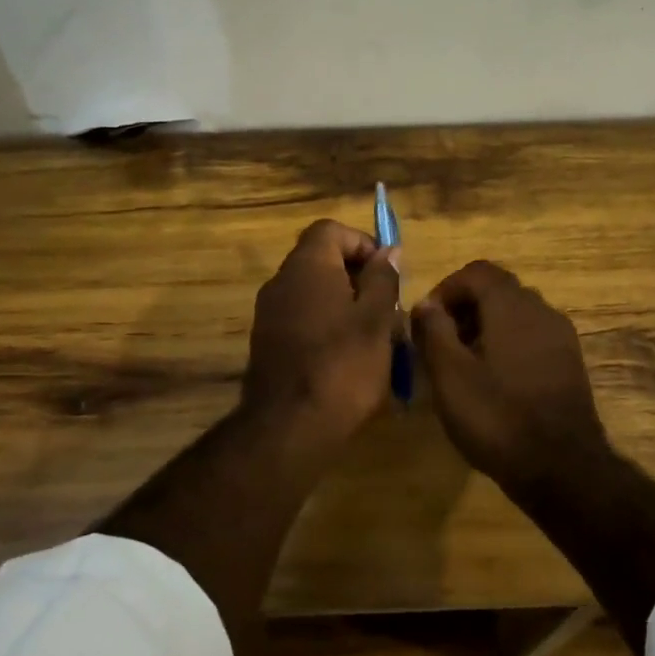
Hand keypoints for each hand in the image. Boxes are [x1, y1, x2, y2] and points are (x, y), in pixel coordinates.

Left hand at [243, 219, 400, 442]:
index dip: (363, 243)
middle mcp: (281, 281)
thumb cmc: (343, 366)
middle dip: (358, 277)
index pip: (331, 229)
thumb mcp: (377, 320)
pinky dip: (326, 324)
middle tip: (386, 308)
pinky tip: (347, 356)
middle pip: (321, 259)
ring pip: (313, 291)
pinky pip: (301, 317)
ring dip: (344, 303)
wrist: (289, 426)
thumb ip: (382, 279)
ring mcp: (269, 312)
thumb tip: (387, 252)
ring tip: (373, 336)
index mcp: (307, 266)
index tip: (387, 273)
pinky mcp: (267, 341)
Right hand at [412, 260, 609, 486]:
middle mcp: (542, 311)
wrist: (562, 468)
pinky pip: (531, 338)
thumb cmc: (497, 416)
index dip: (446, 289)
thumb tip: (425, 304)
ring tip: (462, 365)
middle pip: (498, 291)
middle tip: (440, 343)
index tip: (426, 320)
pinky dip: (507, 345)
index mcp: (512, 306)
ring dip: (485, 328)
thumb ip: (433, 331)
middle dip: (464, 309)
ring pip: (516, 315)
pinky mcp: (569, 364)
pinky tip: (493, 382)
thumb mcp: (450, 375)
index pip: (477, 272)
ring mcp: (561, 337)